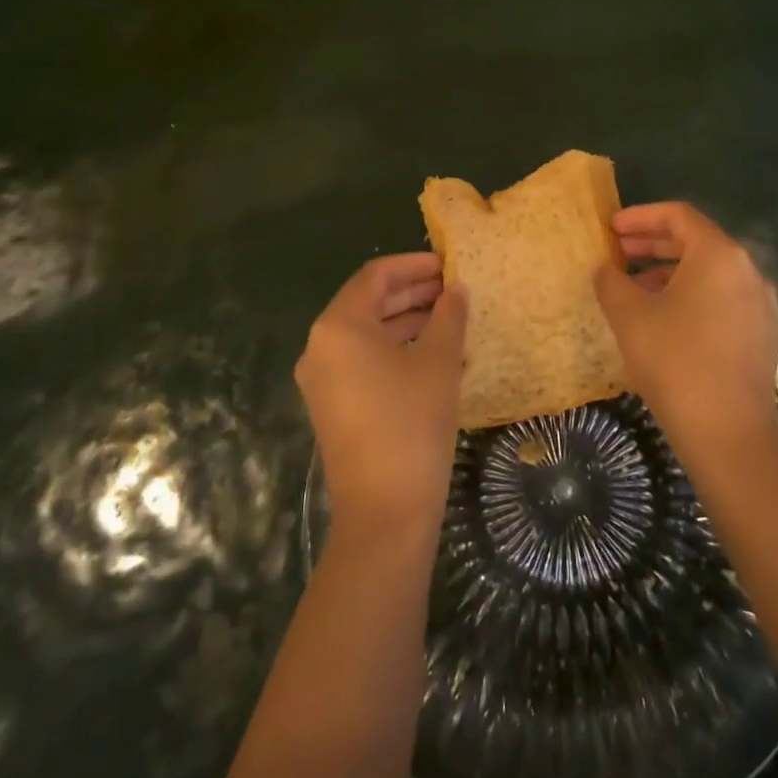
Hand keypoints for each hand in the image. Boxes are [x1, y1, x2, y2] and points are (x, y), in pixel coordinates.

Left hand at [298, 253, 467, 536]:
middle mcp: (321, 347)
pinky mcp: (333, 407)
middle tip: (454, 290)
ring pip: (368, 334)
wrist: (385, 512)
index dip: (414, 265)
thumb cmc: (411, 422)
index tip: (448, 265)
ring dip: (408, 322)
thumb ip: (449, 316)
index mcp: (338, 326)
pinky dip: (397, 351)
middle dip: (413, 293)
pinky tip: (435, 356)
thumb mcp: (438, 361)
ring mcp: (323, 380)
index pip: (376, 276)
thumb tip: (456, 291)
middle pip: (369, 303)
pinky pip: (365, 362)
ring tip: (452, 320)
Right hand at [594, 202, 777, 463]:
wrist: (729, 436)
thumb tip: (605, 269)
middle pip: (695, 242)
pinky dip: (689, 296)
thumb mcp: (630, 316)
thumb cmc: (675, 362)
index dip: (640, 216)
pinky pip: (720, 298)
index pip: (678, 216)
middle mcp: (747, 270)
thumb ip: (611, 282)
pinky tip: (663, 319)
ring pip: (708, 273)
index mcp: (719, 255)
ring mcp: (759, 304)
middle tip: (617, 252)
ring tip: (633, 288)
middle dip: (652, 244)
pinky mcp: (760, 335)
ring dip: (668, 272)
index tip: (611, 227)